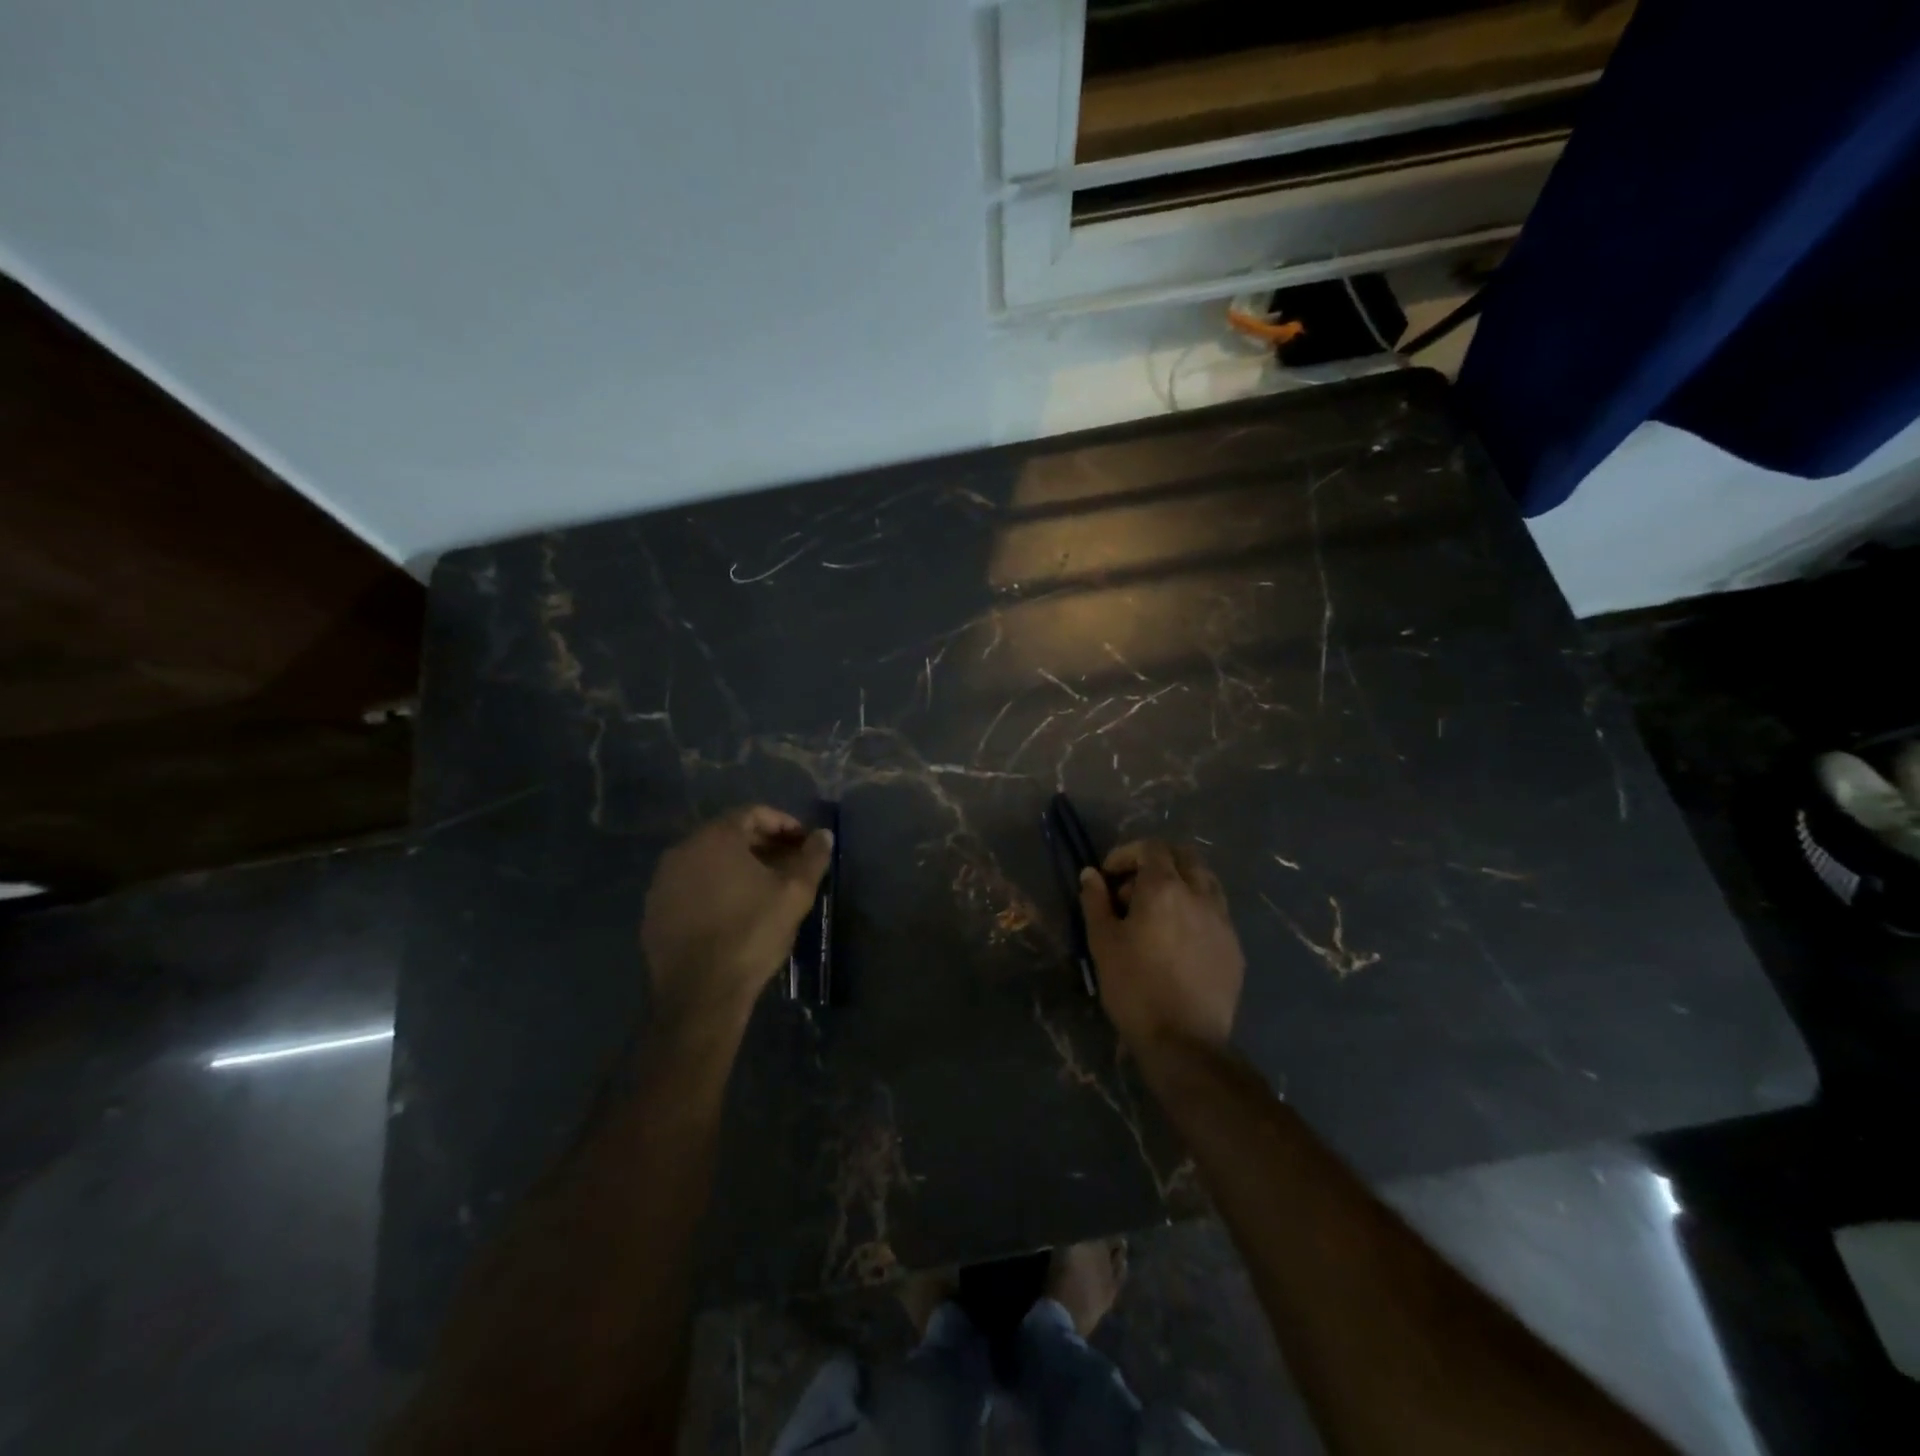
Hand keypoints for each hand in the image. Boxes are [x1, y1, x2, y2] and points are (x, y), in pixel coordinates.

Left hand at [641, 806, 832, 1038]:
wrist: (700, 993)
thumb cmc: (751, 933)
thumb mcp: (794, 894)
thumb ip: (812, 858)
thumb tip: (824, 835)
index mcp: (716, 838)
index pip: (753, 813)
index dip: (784, 824)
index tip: (804, 843)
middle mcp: (683, 850)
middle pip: (729, 835)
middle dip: (763, 844)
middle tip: (790, 864)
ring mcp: (663, 881)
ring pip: (708, 860)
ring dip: (738, 866)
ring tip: (765, 887)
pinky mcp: (654, 910)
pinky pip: (691, 885)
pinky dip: (715, 887)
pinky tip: (734, 910)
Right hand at [1081, 839, 1243, 1057]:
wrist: (1184, 1042)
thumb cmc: (1134, 987)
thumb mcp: (1102, 942)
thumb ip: (1096, 901)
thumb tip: (1091, 874)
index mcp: (1164, 888)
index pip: (1151, 848)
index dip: (1127, 854)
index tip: (1109, 876)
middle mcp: (1200, 895)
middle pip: (1184, 856)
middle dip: (1157, 862)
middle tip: (1133, 888)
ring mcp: (1223, 920)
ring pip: (1205, 881)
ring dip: (1181, 882)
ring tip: (1158, 910)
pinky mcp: (1234, 947)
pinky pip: (1216, 911)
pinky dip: (1196, 909)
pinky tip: (1179, 938)